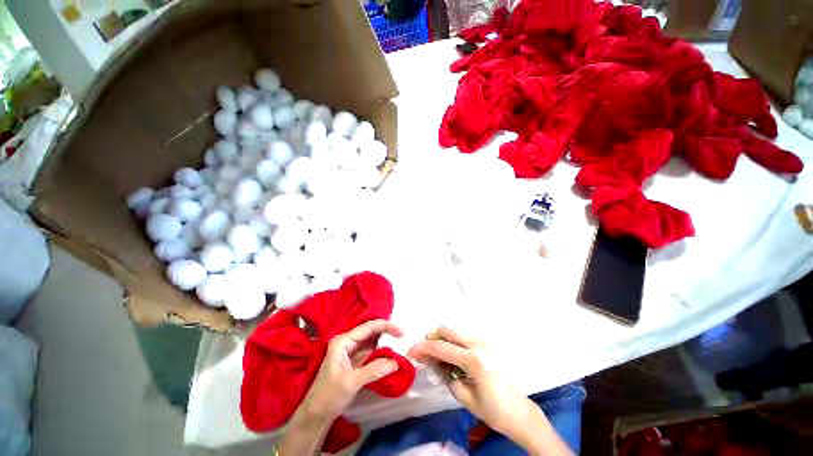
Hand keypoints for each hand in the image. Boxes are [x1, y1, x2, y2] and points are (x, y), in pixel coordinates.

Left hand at [295, 319, 403, 424]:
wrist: (316, 415)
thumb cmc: (329, 395)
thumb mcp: (351, 382)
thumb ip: (374, 370)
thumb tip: (397, 362)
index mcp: (343, 341)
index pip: (368, 327)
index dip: (386, 326)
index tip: (402, 332)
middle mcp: (348, 342)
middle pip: (371, 331)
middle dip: (387, 332)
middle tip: (403, 336)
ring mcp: (352, 351)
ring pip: (372, 341)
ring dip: (386, 342)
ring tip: (400, 343)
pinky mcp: (356, 361)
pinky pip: (372, 352)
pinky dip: (382, 352)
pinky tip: (391, 354)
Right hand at [407, 326, 532, 435]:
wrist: (519, 411)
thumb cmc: (492, 410)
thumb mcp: (463, 395)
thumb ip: (443, 372)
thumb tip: (426, 358)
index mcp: (474, 359)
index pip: (441, 347)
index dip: (423, 347)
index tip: (410, 351)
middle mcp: (479, 343)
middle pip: (447, 329)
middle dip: (432, 337)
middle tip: (423, 351)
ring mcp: (485, 340)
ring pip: (455, 330)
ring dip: (441, 337)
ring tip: (435, 353)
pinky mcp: (487, 342)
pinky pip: (463, 335)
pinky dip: (452, 340)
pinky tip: (449, 353)